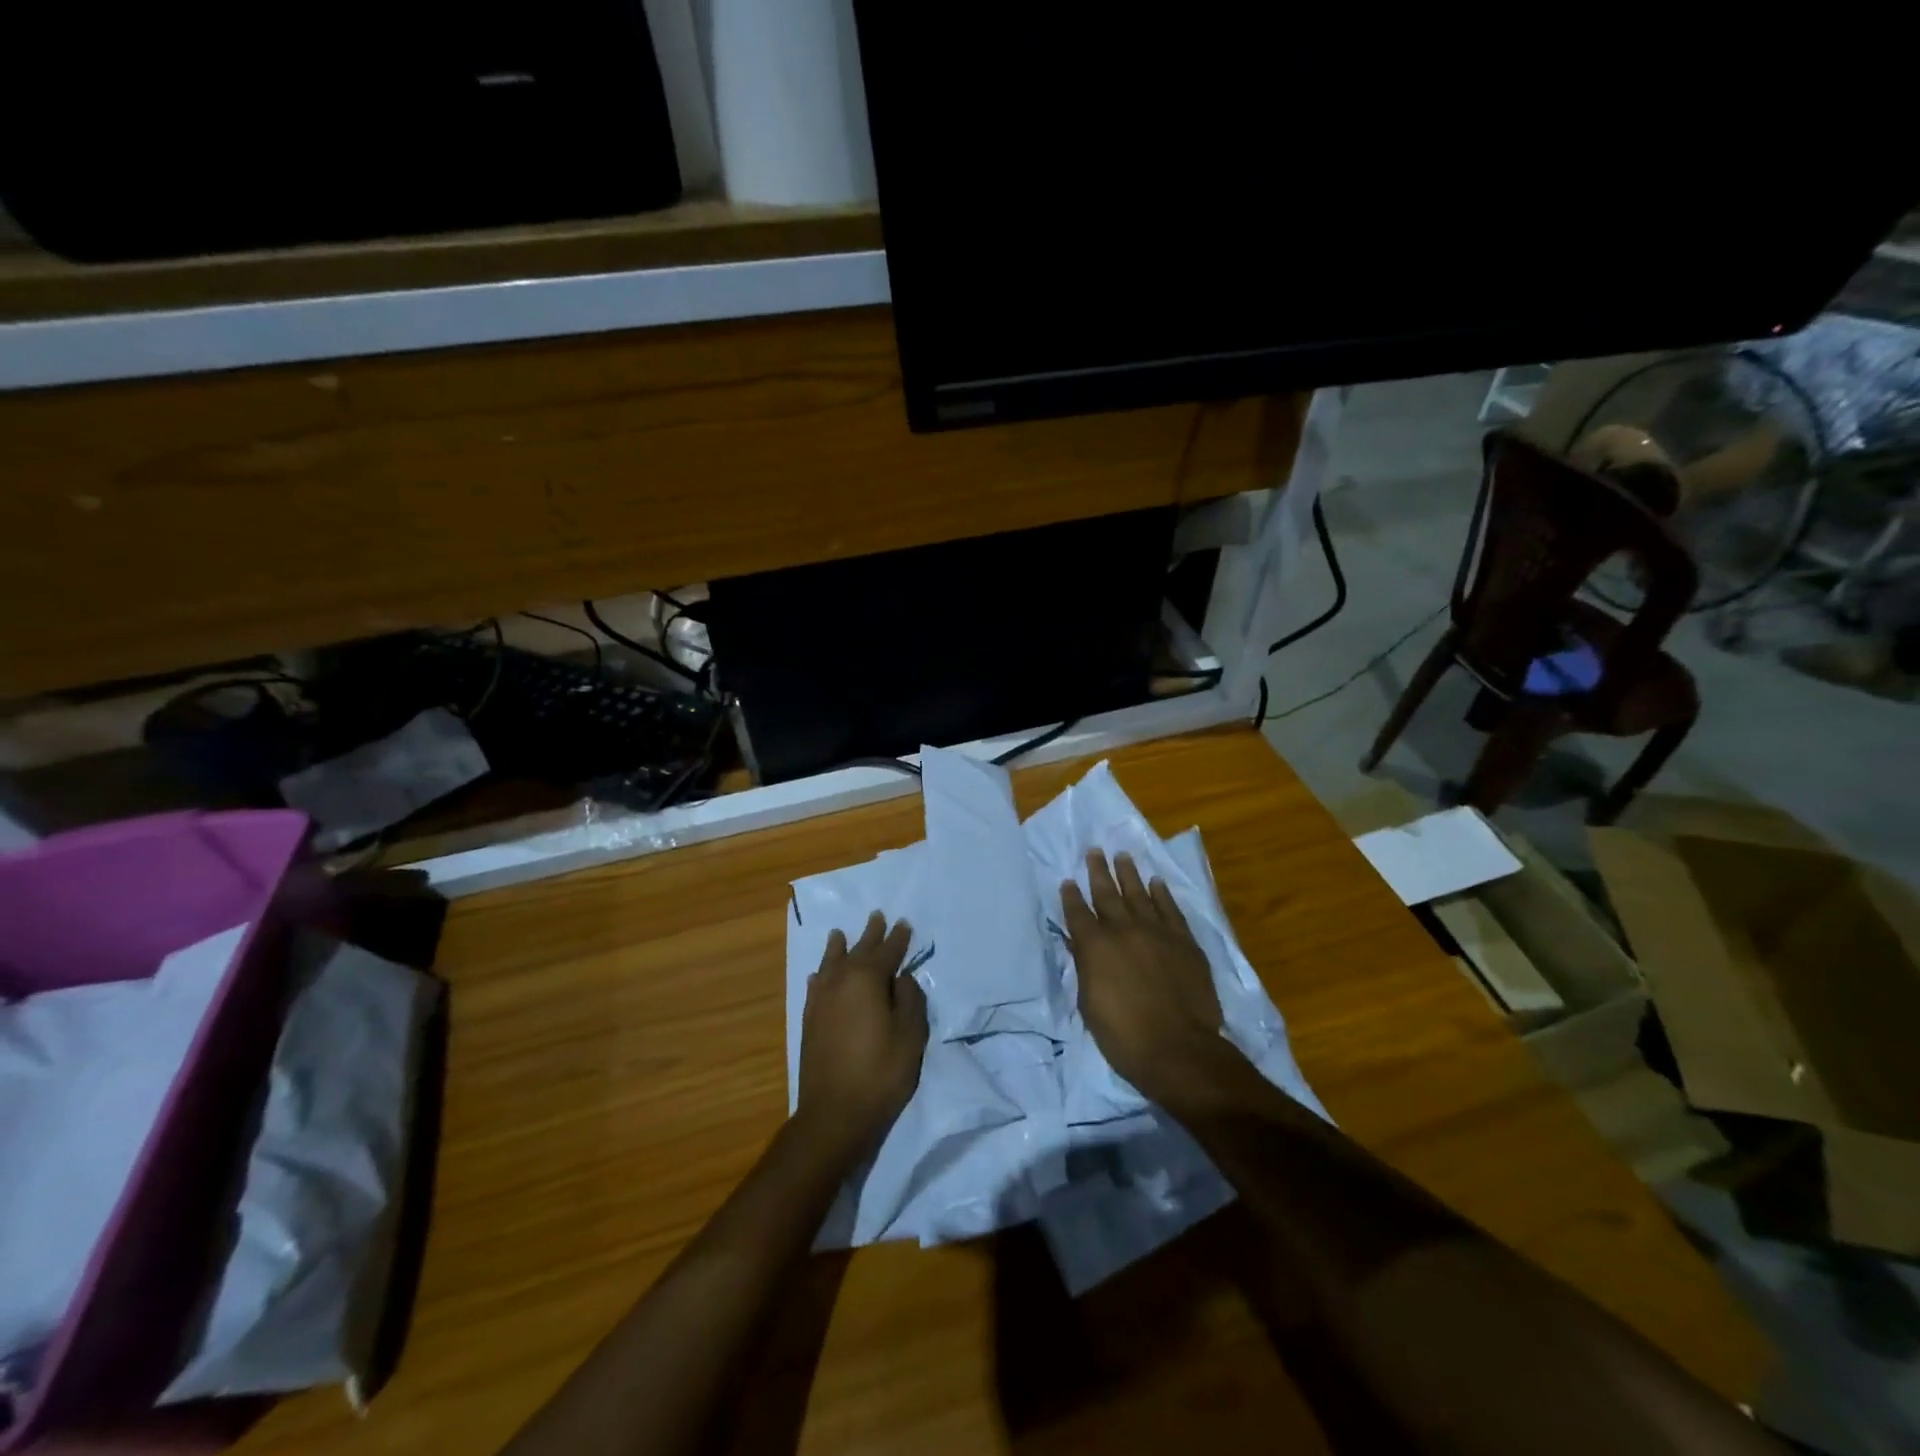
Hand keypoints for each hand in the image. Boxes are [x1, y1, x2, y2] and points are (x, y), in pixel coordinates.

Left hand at [796, 912, 929, 1148]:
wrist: (834, 1114)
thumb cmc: (880, 1073)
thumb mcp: (910, 1036)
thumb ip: (909, 1000)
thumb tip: (901, 978)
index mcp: (867, 980)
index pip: (887, 951)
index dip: (898, 938)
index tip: (904, 923)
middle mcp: (840, 982)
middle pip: (858, 951)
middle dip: (870, 934)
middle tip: (877, 916)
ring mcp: (821, 1001)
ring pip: (831, 963)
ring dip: (839, 947)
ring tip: (839, 933)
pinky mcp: (809, 1021)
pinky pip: (815, 986)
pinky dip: (820, 975)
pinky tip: (818, 974)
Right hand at [1060, 850, 1250, 1115]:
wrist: (1178, 1048)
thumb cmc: (1123, 1036)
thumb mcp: (1089, 1004)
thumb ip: (1084, 967)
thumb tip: (1077, 942)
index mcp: (1095, 946)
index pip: (1077, 913)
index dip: (1071, 896)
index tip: (1068, 881)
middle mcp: (1123, 930)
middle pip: (1107, 893)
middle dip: (1098, 871)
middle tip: (1094, 850)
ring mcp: (1157, 932)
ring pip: (1139, 893)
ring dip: (1129, 873)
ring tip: (1122, 855)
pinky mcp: (1184, 941)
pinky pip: (1170, 909)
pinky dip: (1162, 894)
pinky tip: (1156, 882)